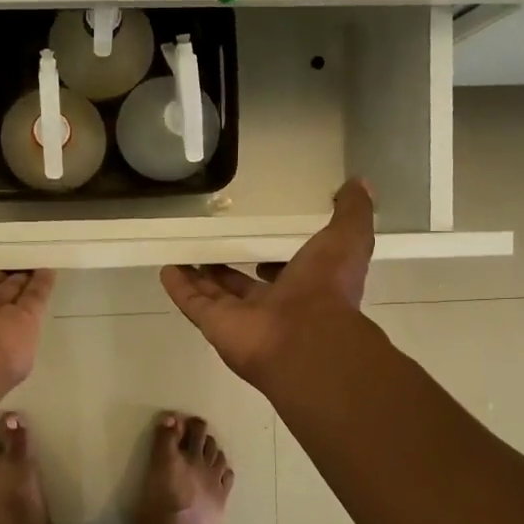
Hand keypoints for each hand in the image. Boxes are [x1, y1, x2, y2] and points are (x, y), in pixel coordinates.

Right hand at [160, 179, 374, 383]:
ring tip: (182, 254)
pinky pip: (193, 303)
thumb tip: (358, 184)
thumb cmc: (326, 288)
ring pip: (215, 295)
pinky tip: (165, 269)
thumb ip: (352, 212)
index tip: (262, 245)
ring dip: (200, 277)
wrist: (305, 339)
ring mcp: (241, 318)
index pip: (285, 273)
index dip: (273, 262)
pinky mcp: (215, 325)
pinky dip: (179, 288)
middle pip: (243, 287)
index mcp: (304, 288)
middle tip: (213, 249)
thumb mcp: (348, 239)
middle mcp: (272, 306)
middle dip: (229, 271)